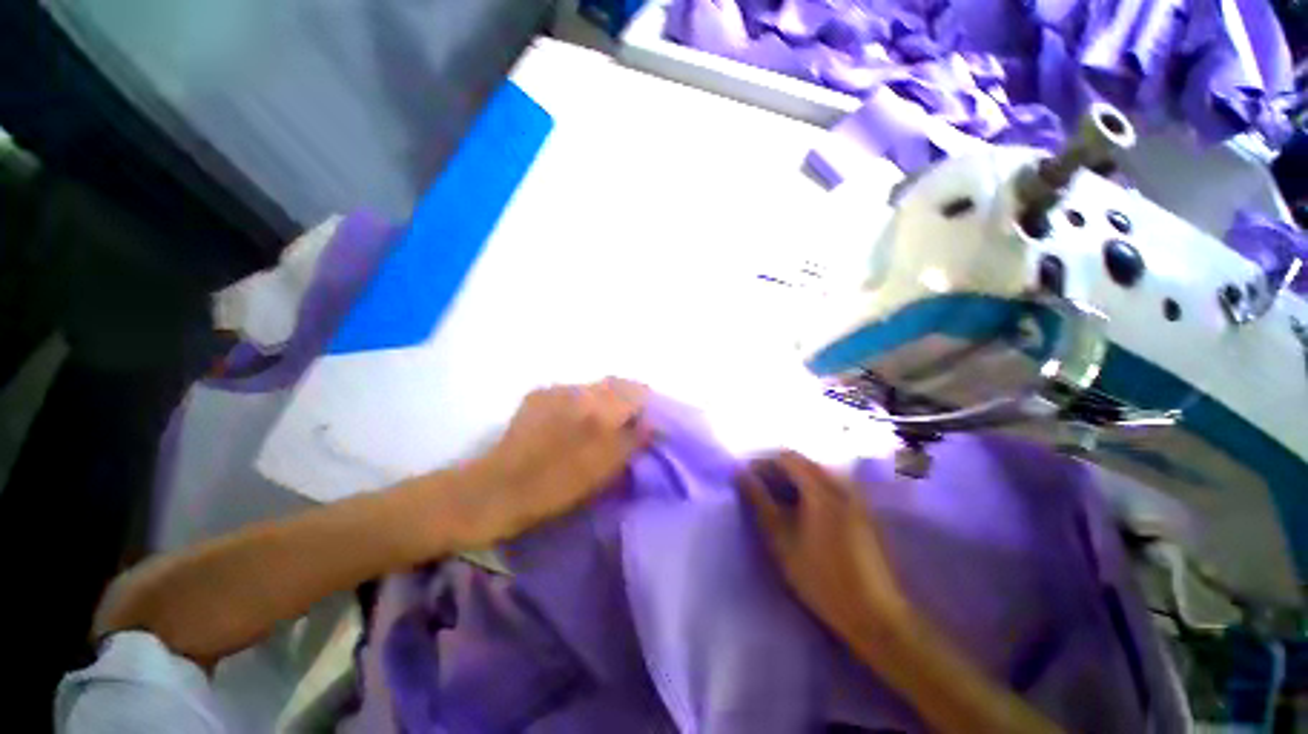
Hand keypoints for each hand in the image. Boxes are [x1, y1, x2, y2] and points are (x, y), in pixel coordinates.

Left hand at [450, 378, 650, 547]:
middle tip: (628, 424)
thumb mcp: (604, 470)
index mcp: (600, 409)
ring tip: (599, 425)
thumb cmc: (556, 486)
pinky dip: (581, 403)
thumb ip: (633, 440)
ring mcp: (556, 390)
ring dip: (604, 401)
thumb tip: (654, 423)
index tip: (649, 421)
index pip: (637, 390)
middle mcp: (580, 391)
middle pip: (616, 384)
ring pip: (594, 388)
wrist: (497, 489)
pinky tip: (572, 424)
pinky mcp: (539, 395)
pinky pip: (572, 393)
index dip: (647, 404)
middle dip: (628, 400)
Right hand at [738, 451, 912, 645]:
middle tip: (757, 492)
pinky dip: (808, 491)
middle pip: (801, 463)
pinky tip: (799, 513)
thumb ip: (759, 501)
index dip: (762, 464)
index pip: (785, 457)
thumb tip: (740, 474)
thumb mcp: (781, 539)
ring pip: (814, 474)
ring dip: (791, 482)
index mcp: (821, 487)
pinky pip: (828, 486)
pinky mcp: (861, 509)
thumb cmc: (822, 577)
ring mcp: (855, 495)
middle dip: (775, 472)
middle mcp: (841, 483)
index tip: (745, 479)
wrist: (875, 615)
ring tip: (774, 504)